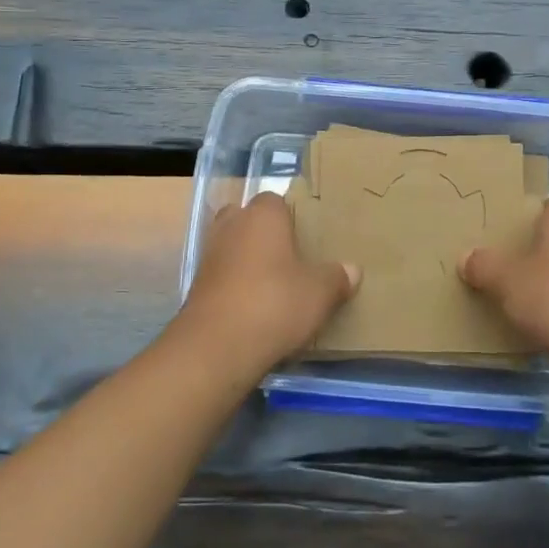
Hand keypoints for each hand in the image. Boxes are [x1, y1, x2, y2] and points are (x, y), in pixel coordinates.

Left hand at [178, 193, 359, 371]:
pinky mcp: (196, 286)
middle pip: (247, 219)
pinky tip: (254, 306)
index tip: (307, 237)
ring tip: (274, 283)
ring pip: (232, 247)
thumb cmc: (274, 304)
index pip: (275, 200)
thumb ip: (336, 277)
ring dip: (247, 260)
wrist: (216, 347)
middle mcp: (231, 226)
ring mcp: (209, 255)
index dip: (290, 216)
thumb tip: (352, 269)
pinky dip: (235, 284)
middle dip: (264, 234)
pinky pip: (222, 275)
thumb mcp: (319, 293)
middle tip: (289, 257)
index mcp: (262, 215)